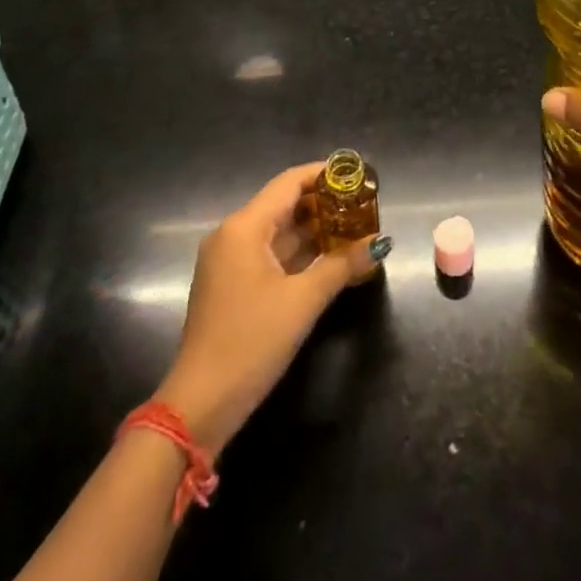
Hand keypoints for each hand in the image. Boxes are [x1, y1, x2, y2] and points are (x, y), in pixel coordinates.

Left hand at [155, 163, 382, 452]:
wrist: (200, 405)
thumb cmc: (251, 341)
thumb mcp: (302, 301)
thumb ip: (341, 265)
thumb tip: (379, 242)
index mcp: (244, 227)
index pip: (289, 183)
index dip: (324, 174)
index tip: (357, 175)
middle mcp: (233, 235)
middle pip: (284, 204)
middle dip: (325, 204)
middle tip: (364, 206)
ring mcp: (230, 261)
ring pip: (279, 232)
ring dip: (315, 231)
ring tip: (356, 229)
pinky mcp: (232, 285)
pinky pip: (271, 255)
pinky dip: (300, 253)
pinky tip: (330, 259)